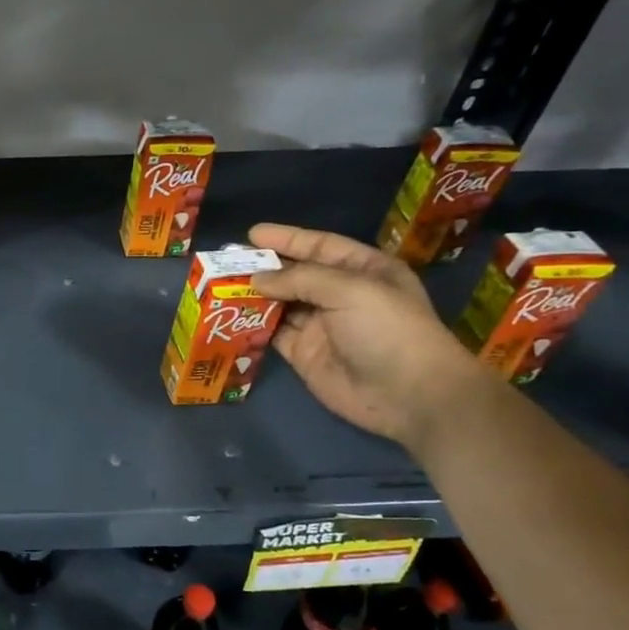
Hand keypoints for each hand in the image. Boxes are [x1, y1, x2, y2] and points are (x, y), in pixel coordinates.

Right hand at [247, 223, 492, 445]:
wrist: (408, 395)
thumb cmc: (388, 330)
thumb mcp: (350, 290)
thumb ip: (300, 278)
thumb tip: (256, 279)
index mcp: (363, 271)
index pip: (320, 246)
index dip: (287, 239)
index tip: (252, 234)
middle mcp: (341, 295)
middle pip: (296, 274)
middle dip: (263, 267)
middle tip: (226, 261)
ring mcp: (321, 326)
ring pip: (280, 303)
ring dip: (253, 295)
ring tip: (220, 285)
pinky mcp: (304, 354)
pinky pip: (273, 333)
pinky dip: (252, 324)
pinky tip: (230, 316)